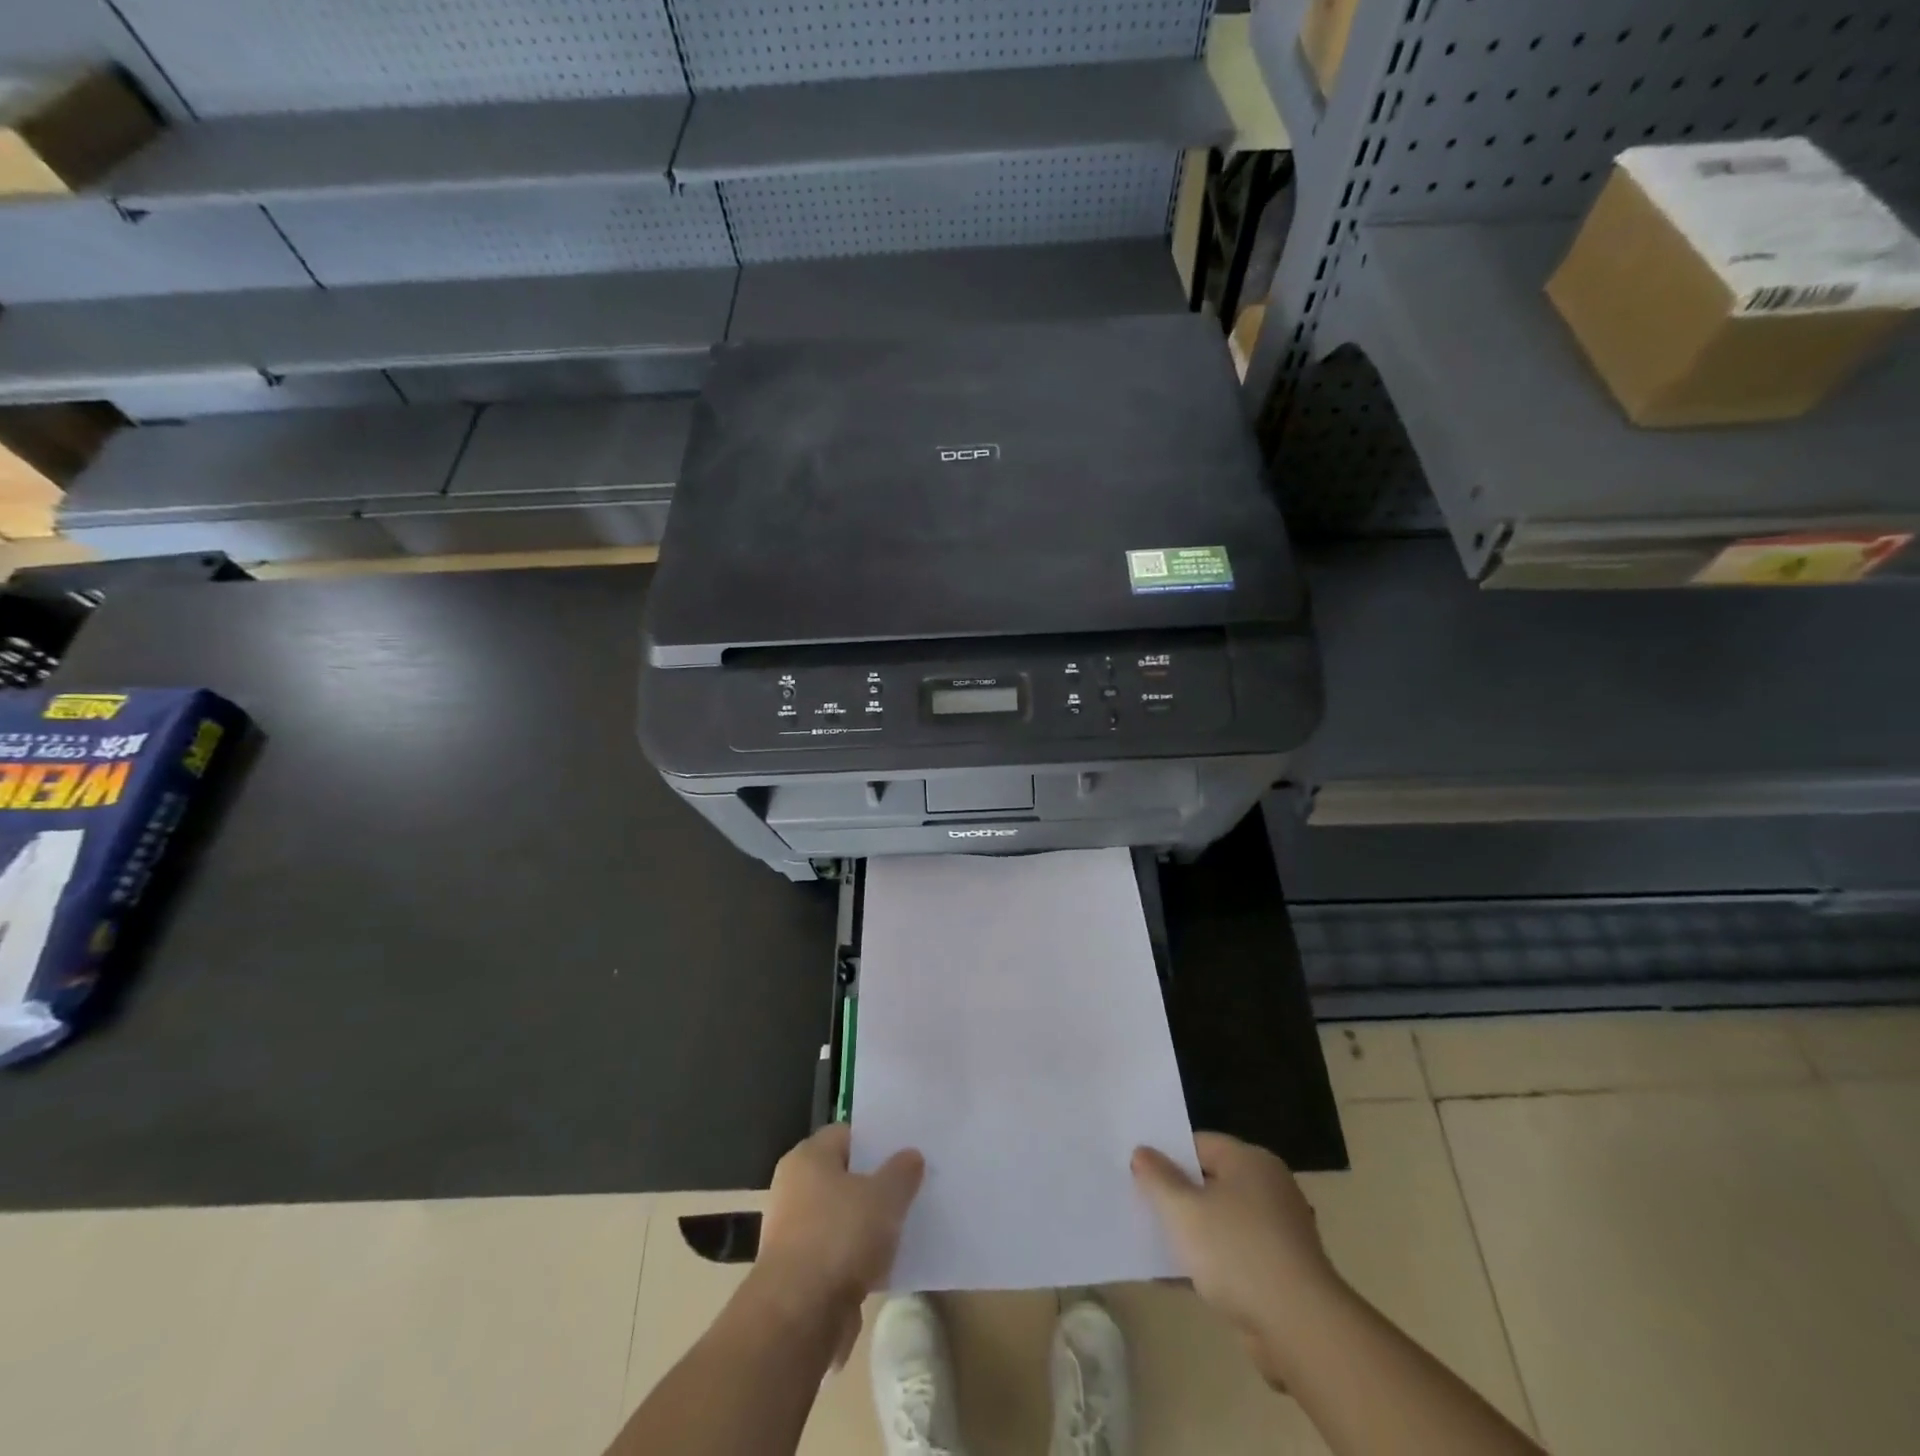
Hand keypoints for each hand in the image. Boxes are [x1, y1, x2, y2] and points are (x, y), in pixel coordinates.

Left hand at [753, 1124, 924, 1365]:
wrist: (797, 1318)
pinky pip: (834, 1255)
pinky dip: (855, 1260)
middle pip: (842, 1177)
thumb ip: (902, 1172)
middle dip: (873, 1186)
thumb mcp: (885, 1197)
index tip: (904, 1154)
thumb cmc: (840, 1237)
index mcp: (808, 1157)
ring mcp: (791, 1233)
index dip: (876, 1142)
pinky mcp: (796, 1274)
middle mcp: (793, 1188)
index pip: (846, 1134)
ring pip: (840, 1218)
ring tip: (901, 1231)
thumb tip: (910, 1156)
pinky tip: (882, 1269)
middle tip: (908, 1191)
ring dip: (865, 1227)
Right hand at [1132, 1133, 1343, 1380]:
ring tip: (1151, 1241)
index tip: (1137, 1171)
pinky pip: (1233, 1255)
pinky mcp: (1279, 1272)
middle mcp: (1268, 1188)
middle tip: (1139, 1203)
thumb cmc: (1237, 1252)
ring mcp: (1278, 1232)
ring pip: (1220, 1221)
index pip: (1199, 1143)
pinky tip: (1175, 1278)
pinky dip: (1208, 1262)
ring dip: (1189, 1232)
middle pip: (1209, 1181)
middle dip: (1176, 1195)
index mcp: (1250, 1161)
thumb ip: (1157, 1178)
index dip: (1166, 1155)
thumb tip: (1142, 1152)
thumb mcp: (1183, 1209)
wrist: (1300, 1329)